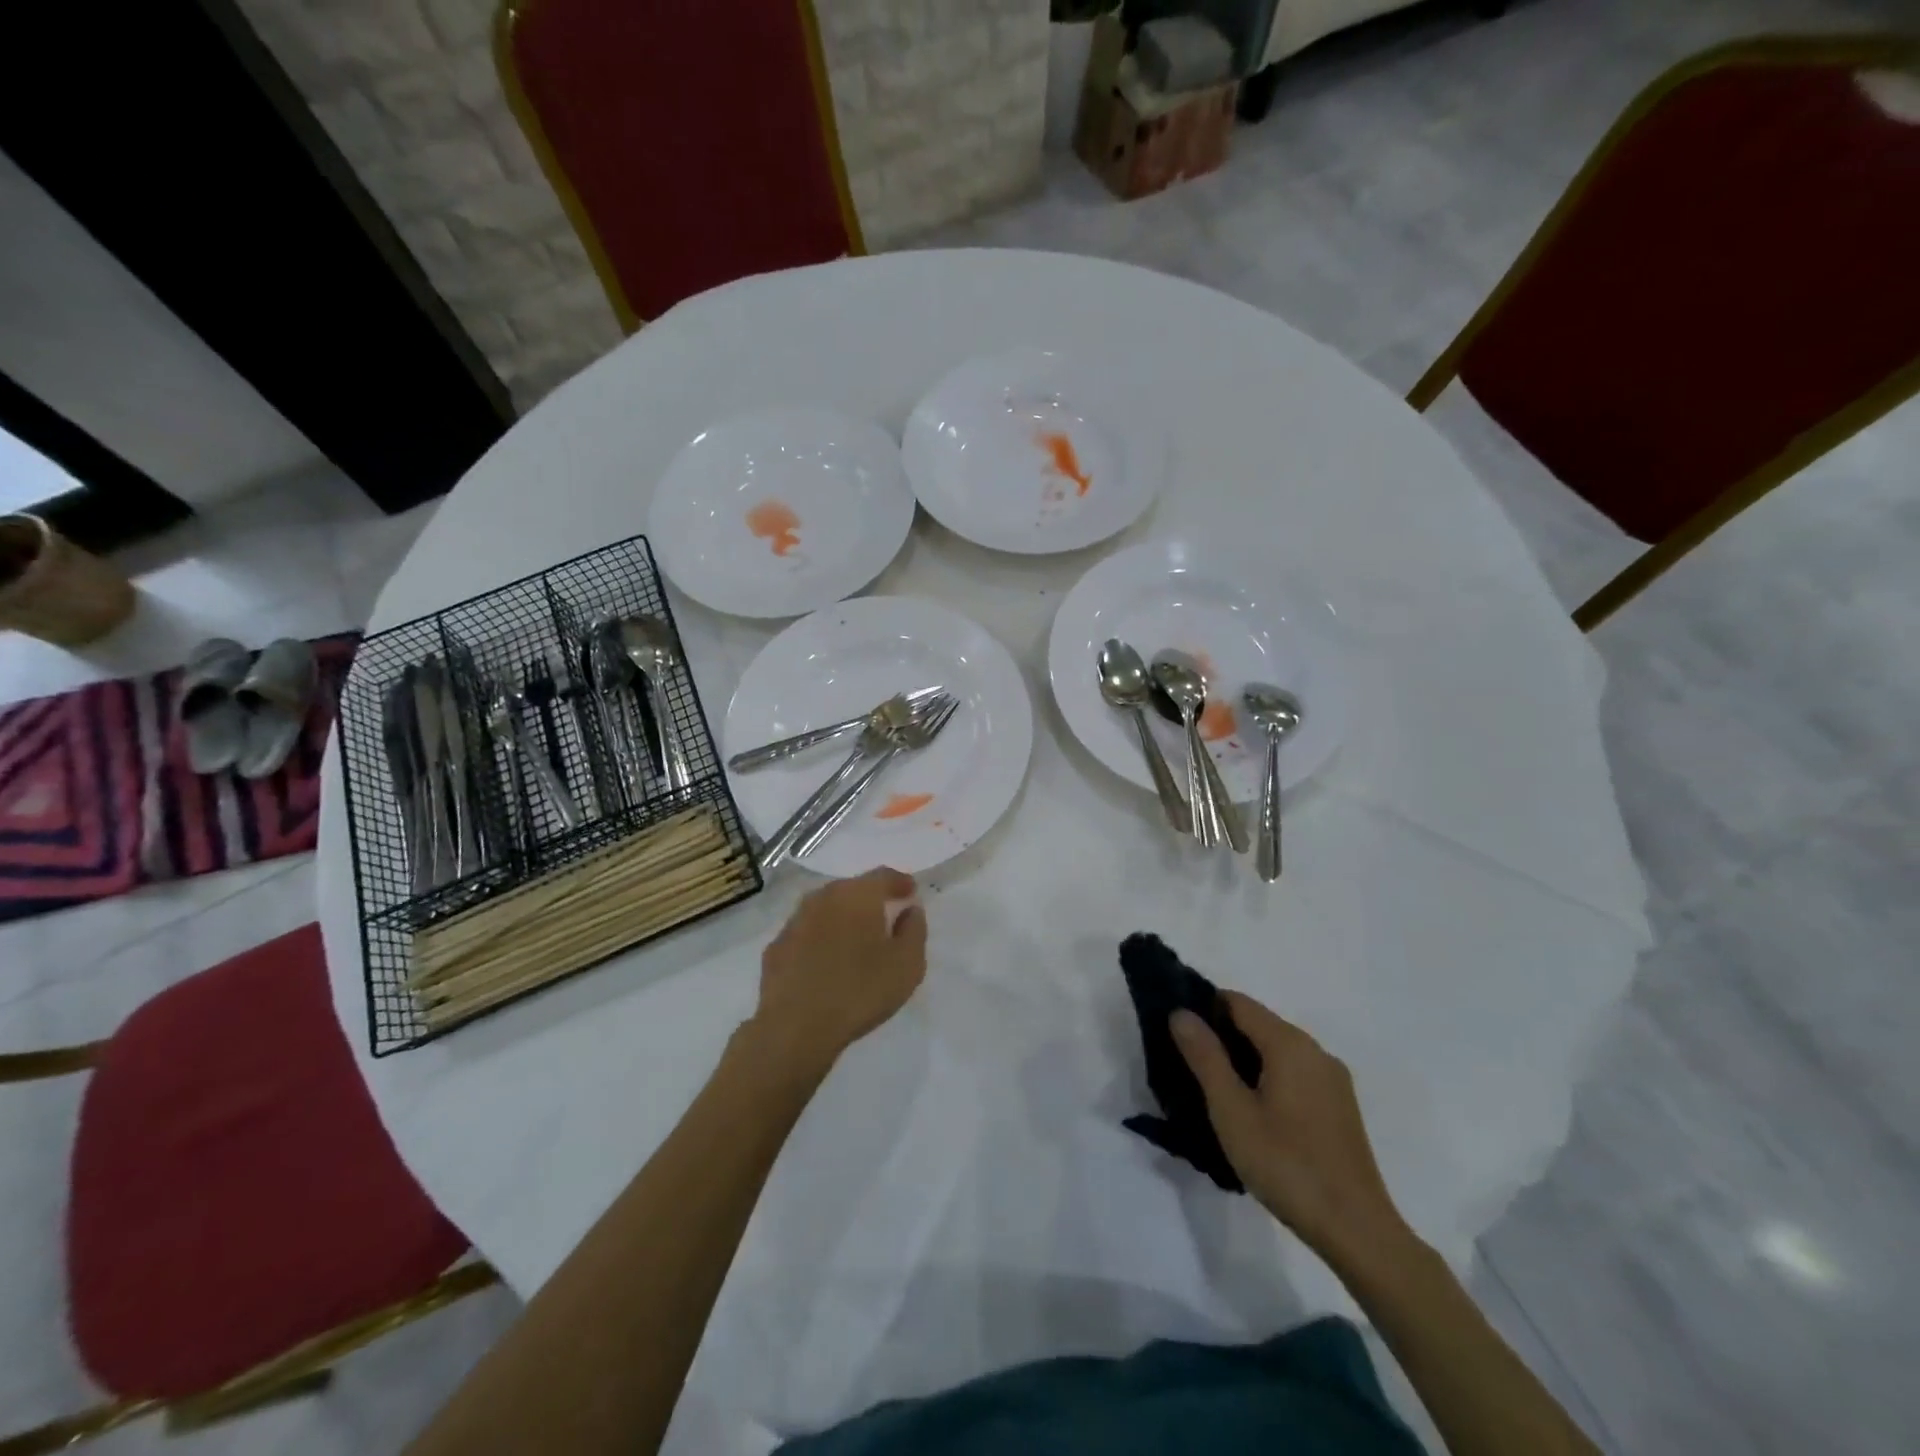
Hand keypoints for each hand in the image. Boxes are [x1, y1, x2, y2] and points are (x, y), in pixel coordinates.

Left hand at [746, 867, 927, 1076]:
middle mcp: (823, 898)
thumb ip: (914, 930)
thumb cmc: (860, 991)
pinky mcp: (776, 947)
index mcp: (857, 895)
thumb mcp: (907, 965)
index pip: (883, 876)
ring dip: (842, 918)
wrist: (795, 1027)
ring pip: (826, 909)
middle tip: (885, 914)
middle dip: (870, 898)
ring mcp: (795, 921)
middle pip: (852, 889)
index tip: (911, 892)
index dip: (899, 882)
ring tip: (855, 939)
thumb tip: (910, 910)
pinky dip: (820, 938)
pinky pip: (806, 933)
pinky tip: (826, 960)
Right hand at [1173, 990, 1410, 1270]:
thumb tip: (1181, 1013)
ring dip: (1245, 1061)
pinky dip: (1268, 1079)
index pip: (1237, 1002)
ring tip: (1217, 1094)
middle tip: (1190, 1068)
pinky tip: (1254, 1114)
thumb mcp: (1232, 1111)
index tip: (1178, 1033)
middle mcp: (1315, 1050)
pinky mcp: (1340, 1106)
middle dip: (1222, 1036)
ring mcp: (1332, 1079)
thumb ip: (1205, 1057)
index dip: (1204, 1009)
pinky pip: (1294, 1074)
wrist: (1357, 1231)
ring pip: (1276, 1051)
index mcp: (1289, 1043)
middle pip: (1258, 1024)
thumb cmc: (1286, 1165)